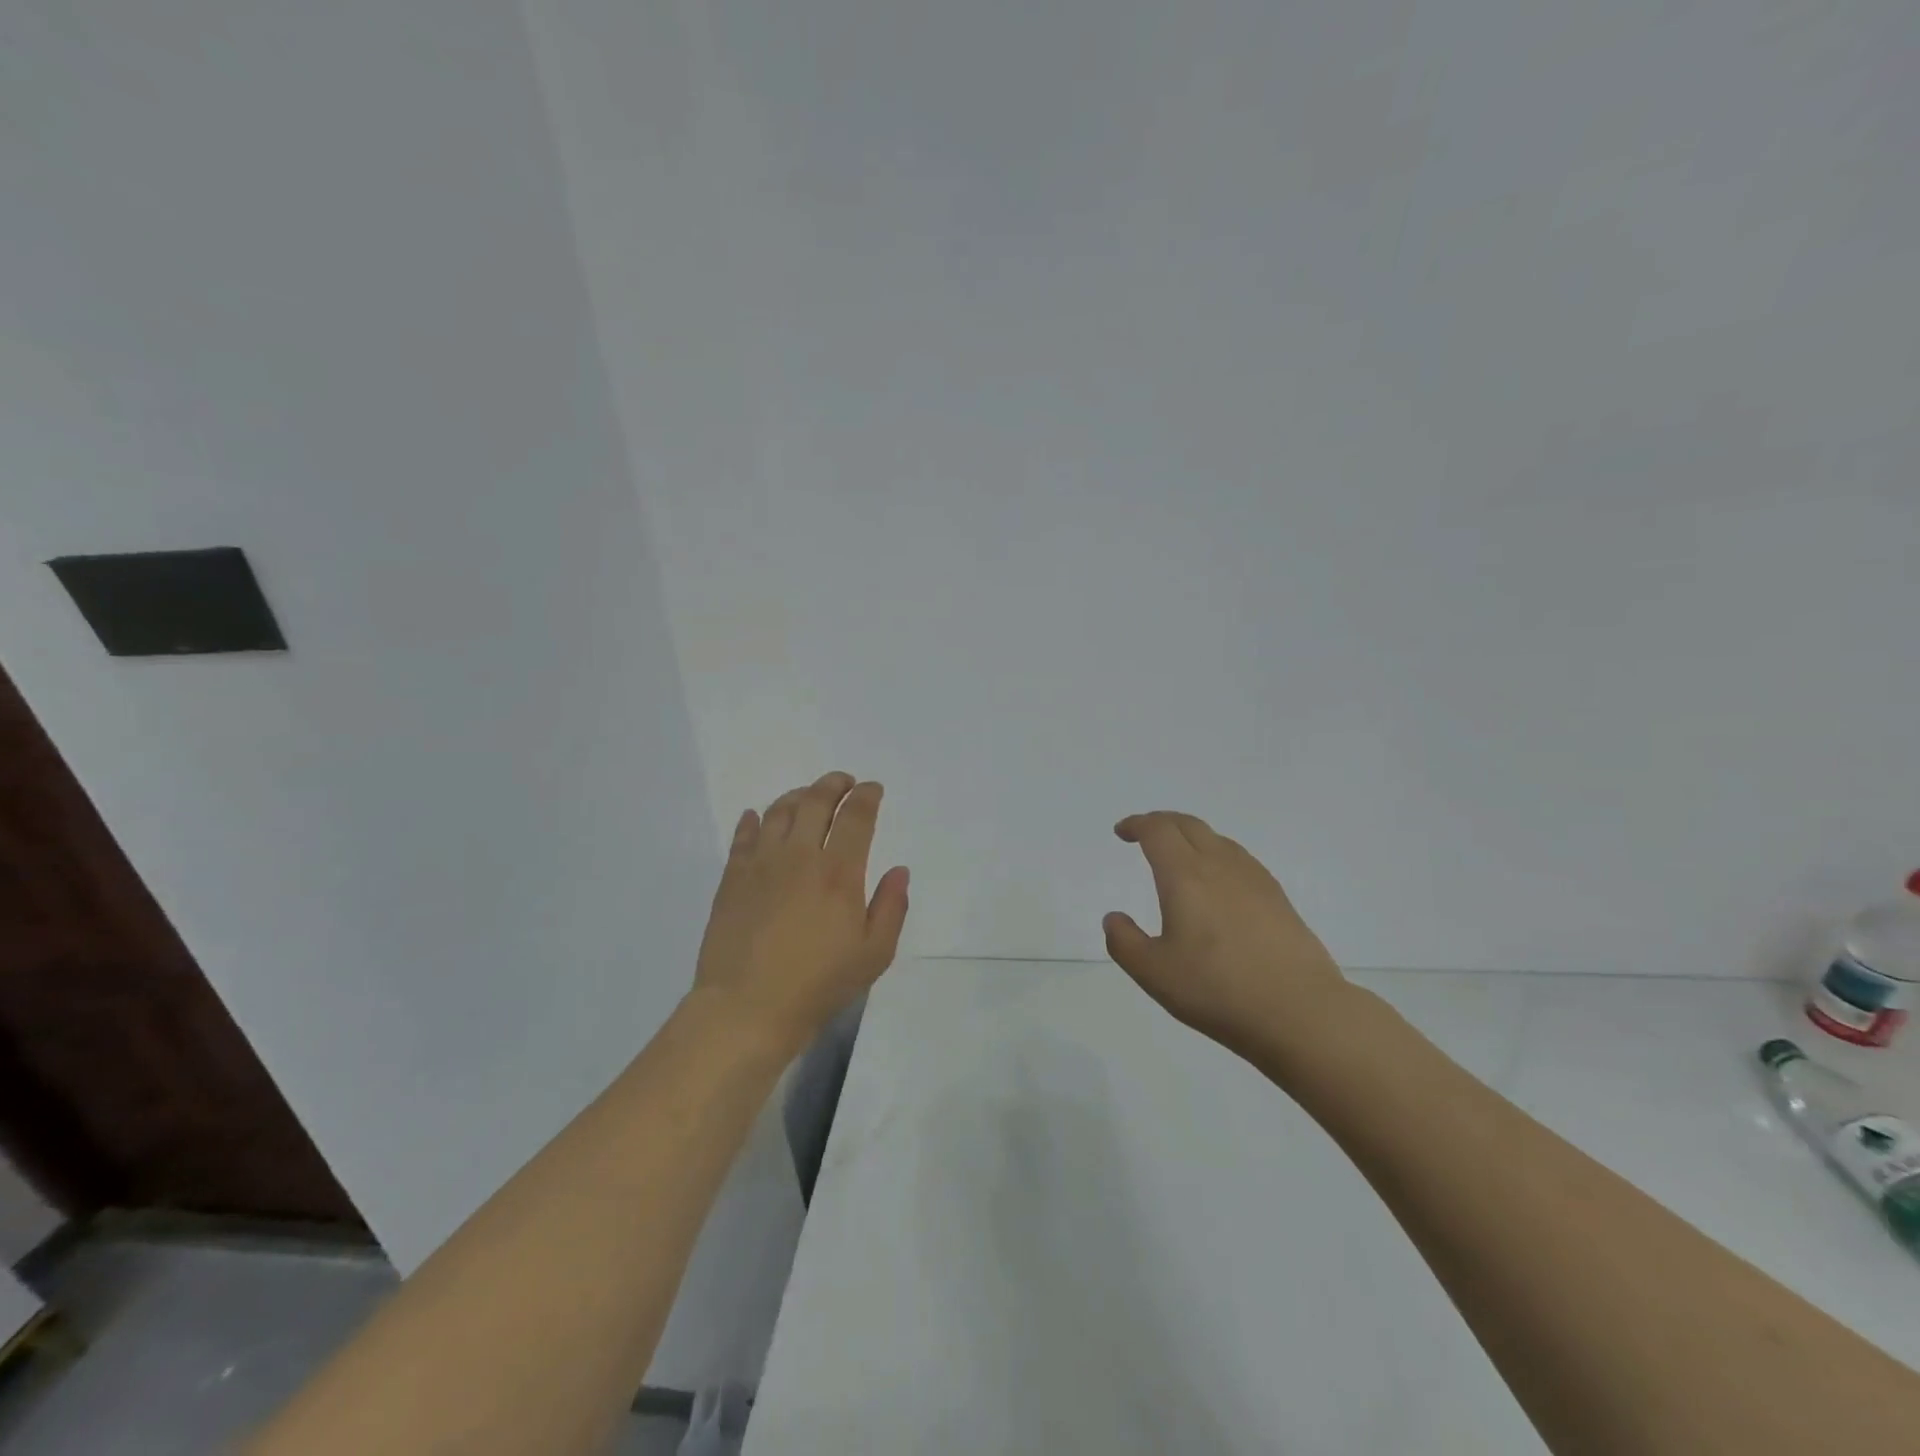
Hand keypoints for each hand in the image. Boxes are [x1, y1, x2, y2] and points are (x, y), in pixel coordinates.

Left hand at [692, 772, 909, 1051]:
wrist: (747, 1008)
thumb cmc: (818, 984)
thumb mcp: (874, 954)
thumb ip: (891, 907)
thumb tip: (899, 870)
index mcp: (839, 872)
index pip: (856, 817)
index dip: (867, 796)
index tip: (873, 789)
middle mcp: (800, 856)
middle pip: (816, 801)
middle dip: (834, 784)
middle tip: (844, 782)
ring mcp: (761, 863)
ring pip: (779, 811)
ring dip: (797, 795)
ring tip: (807, 796)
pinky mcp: (732, 878)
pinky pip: (743, 835)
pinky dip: (752, 820)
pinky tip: (756, 817)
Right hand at [1104, 811, 1348, 1056]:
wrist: (1301, 1012)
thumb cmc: (1217, 990)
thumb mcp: (1154, 973)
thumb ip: (1125, 942)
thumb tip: (1114, 918)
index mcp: (1185, 876)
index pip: (1158, 831)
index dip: (1137, 824)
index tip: (1122, 832)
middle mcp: (1220, 866)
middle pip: (1188, 825)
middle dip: (1162, 822)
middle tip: (1144, 834)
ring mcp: (1254, 879)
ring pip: (1217, 839)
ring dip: (1191, 837)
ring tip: (1179, 856)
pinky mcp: (1278, 898)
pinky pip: (1239, 858)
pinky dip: (1217, 855)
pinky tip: (1218, 883)